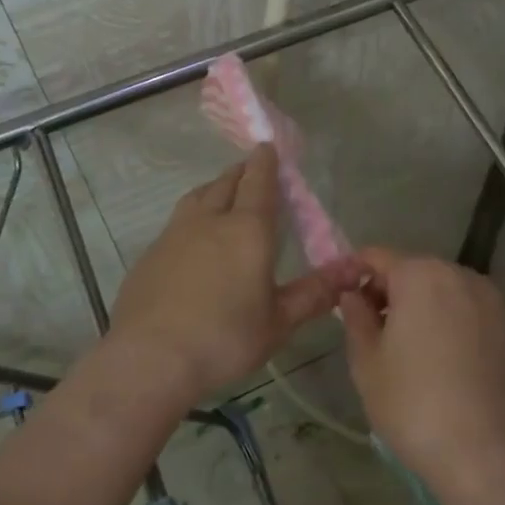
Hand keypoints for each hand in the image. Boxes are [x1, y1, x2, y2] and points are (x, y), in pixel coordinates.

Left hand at [109, 145, 361, 407]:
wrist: (150, 357)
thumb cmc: (224, 339)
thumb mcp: (278, 322)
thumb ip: (315, 293)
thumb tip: (354, 270)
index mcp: (247, 230)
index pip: (258, 182)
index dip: (265, 162)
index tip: (267, 147)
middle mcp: (209, 221)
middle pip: (225, 183)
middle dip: (240, 172)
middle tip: (250, 171)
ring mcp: (174, 234)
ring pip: (196, 197)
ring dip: (213, 189)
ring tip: (221, 194)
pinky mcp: (150, 254)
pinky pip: (176, 222)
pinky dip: (191, 217)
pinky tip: (192, 240)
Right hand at [338, 248, 504, 475]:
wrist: (491, 453)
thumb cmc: (414, 403)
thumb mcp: (367, 362)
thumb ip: (356, 318)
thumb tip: (354, 296)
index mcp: (420, 274)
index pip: (377, 257)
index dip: (354, 272)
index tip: (340, 298)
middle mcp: (460, 275)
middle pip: (414, 270)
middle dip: (389, 291)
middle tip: (371, 329)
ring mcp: (492, 300)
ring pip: (444, 291)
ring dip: (422, 307)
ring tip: (407, 350)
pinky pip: (469, 312)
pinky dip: (450, 323)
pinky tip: (442, 362)